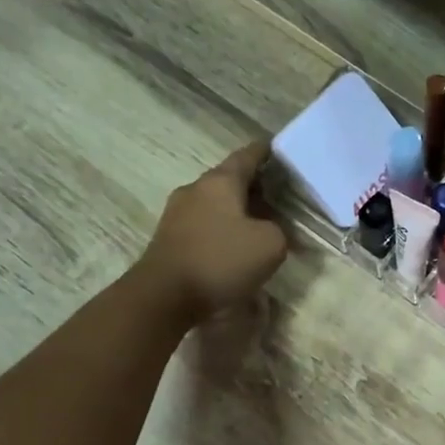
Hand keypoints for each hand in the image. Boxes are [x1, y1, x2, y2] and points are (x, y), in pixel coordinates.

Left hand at [140, 141, 287, 324]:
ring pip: (215, 202)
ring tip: (258, 223)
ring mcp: (177, 213)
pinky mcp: (169, 237)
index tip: (276, 149)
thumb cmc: (221, 260)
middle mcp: (196, 189)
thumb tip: (270, 229)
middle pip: (229, 179)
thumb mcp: (270, 245)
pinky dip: (222, 228)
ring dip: (236, 209)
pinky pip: (203, 224)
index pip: (247, 156)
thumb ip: (279, 230)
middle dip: (253, 185)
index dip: (264, 152)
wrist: (165, 295)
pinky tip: (234, 245)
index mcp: (221, 182)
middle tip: (277, 194)